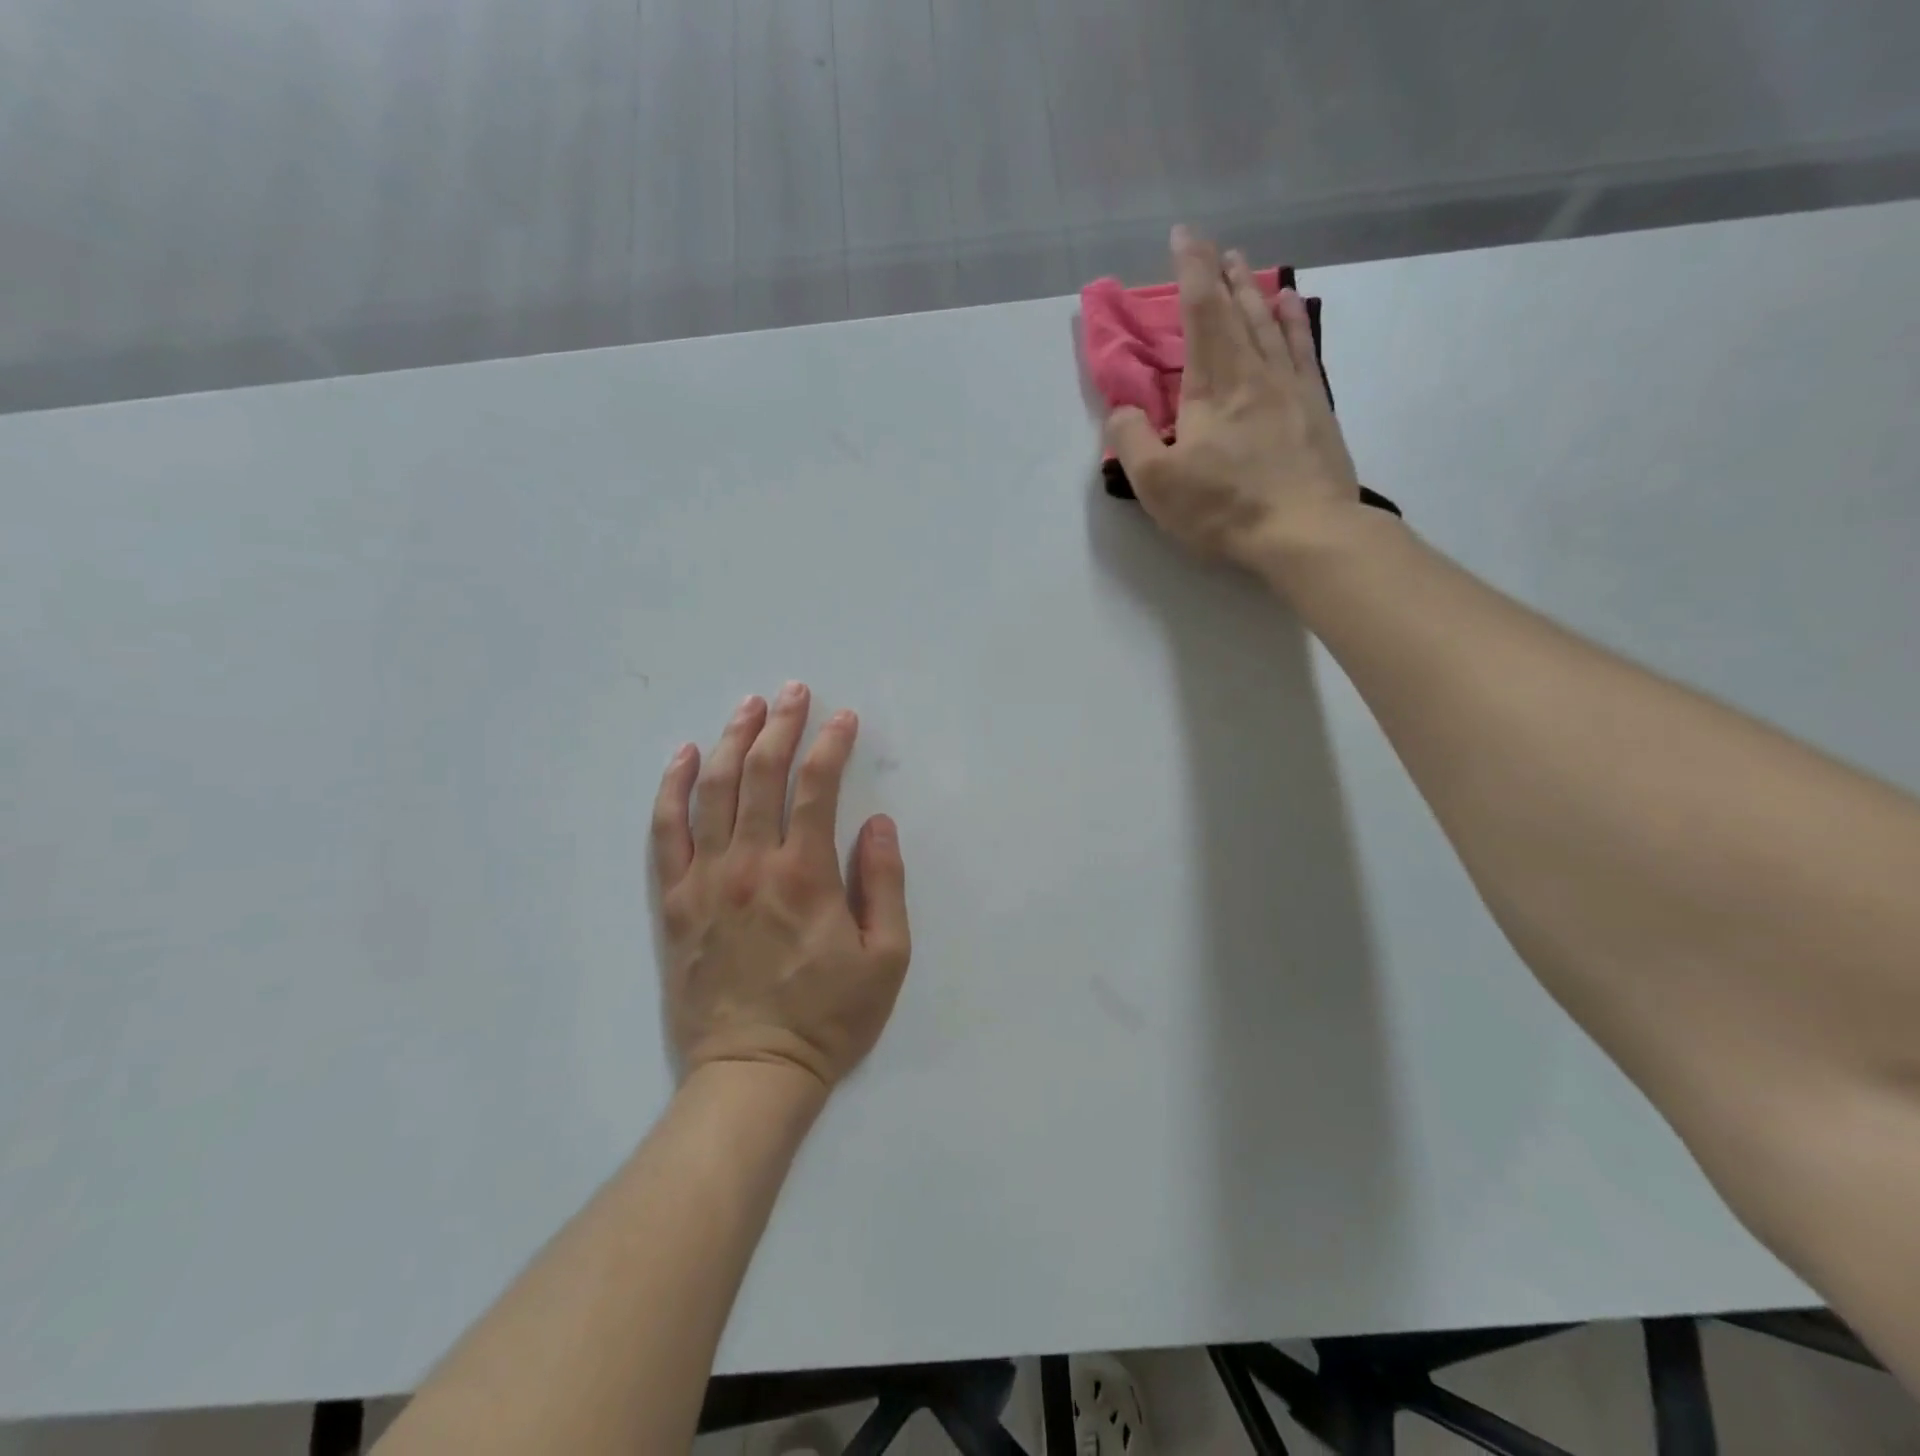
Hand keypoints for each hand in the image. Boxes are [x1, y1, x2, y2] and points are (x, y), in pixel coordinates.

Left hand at [651, 683, 910, 1092]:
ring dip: (731, 741)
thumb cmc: (828, 1018)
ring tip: (747, 707)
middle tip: (792, 691)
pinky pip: (666, 832)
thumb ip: (885, 883)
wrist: (753, 1073)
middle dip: (780, 725)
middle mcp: (750, 864)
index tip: (843, 717)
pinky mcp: (675, 902)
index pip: (816, 787)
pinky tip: (685, 757)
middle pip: (761, 774)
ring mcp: (705, 880)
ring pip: (713, 791)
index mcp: (804, 874)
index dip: (831, 744)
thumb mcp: (887, 958)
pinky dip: (673, 788)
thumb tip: (876, 824)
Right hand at [1106, 226, 1364, 575]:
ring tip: (1247, 265)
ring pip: (1270, 324)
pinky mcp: (1315, 408)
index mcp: (1212, 386)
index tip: (1184, 235)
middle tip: (1214, 246)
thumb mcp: (1157, 483)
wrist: (1305, 531)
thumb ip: (1132, 440)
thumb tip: (1122, 409)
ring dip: (1254, 291)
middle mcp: (1253, 373)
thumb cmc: (1224, 508)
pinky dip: (1293, 321)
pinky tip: (1291, 304)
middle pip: (1237, 311)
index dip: (1191, 270)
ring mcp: (1290, 387)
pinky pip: (1301, 350)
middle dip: (1221, 275)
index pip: (1201, 312)